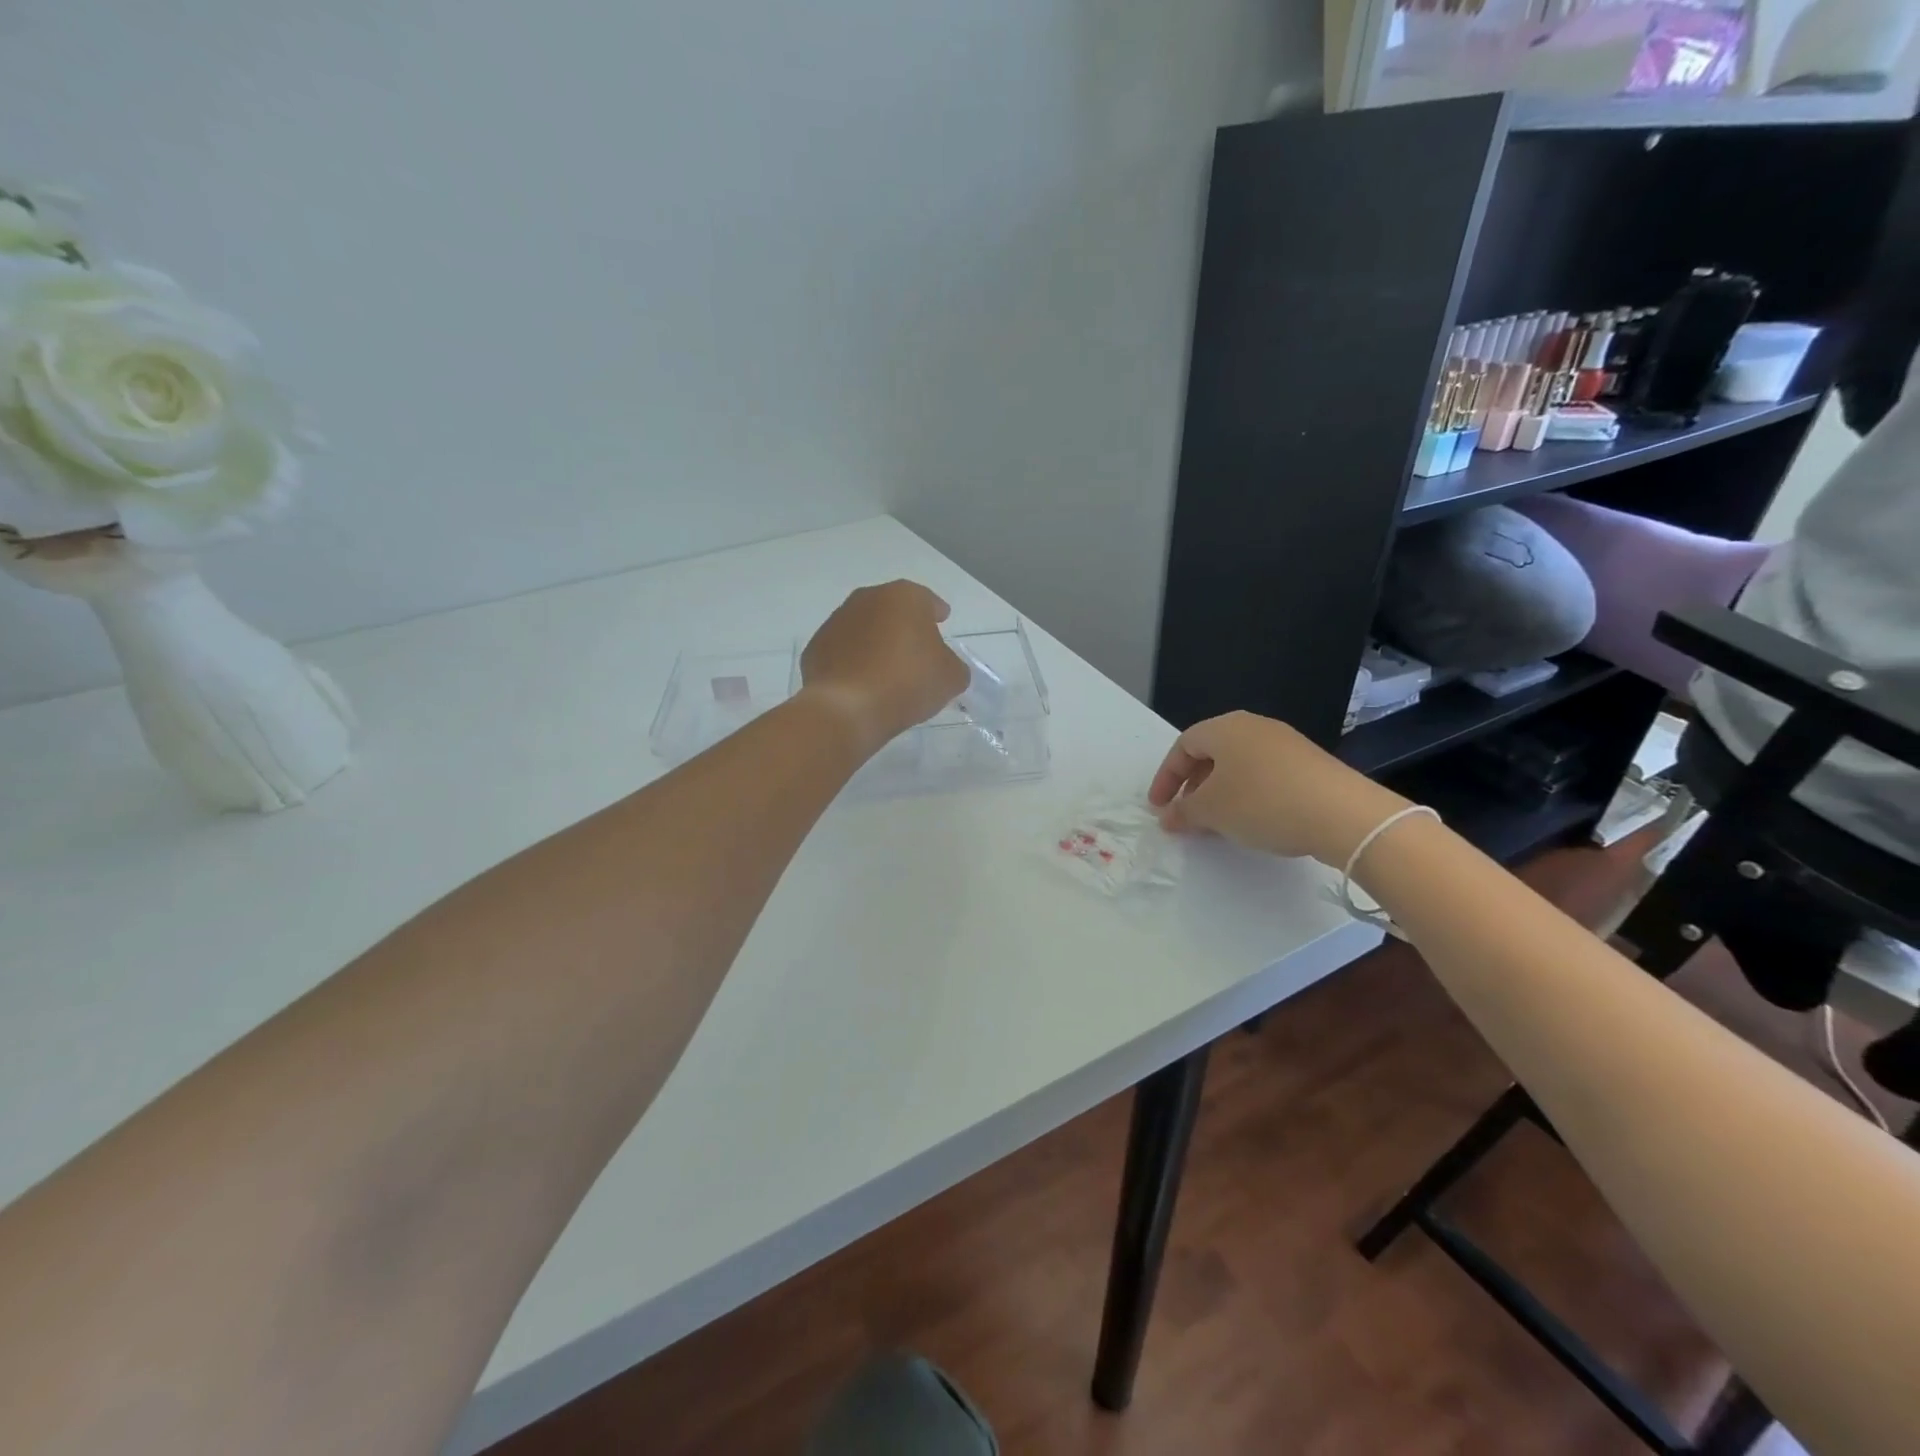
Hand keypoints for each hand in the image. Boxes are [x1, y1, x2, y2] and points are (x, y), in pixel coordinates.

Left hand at [800, 581, 968, 753]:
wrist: (847, 708)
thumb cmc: (907, 682)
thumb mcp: (950, 677)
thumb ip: (953, 665)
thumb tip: (944, 666)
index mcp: (904, 597)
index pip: (926, 600)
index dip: (936, 612)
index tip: (942, 620)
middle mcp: (867, 599)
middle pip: (892, 610)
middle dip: (903, 626)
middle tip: (915, 648)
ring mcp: (836, 622)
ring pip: (864, 628)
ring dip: (875, 642)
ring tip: (887, 670)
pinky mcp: (815, 648)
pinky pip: (843, 652)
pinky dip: (853, 662)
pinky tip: (862, 683)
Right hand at [1147, 711, 1412, 865]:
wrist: (1343, 814)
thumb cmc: (1262, 803)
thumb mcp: (1211, 811)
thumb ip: (1183, 812)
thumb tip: (1167, 816)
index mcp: (1226, 728)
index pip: (1183, 746)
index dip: (1165, 777)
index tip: (1158, 807)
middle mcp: (1255, 727)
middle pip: (1212, 753)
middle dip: (1193, 786)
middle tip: (1185, 815)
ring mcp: (1286, 744)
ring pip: (1239, 766)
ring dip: (1220, 793)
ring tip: (1217, 823)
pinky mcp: (1310, 764)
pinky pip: (1265, 775)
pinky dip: (1248, 795)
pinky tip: (1253, 821)